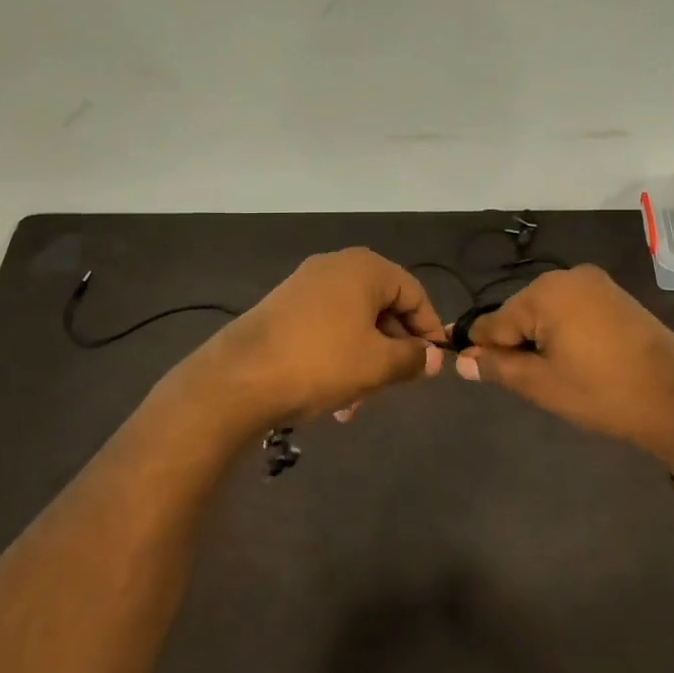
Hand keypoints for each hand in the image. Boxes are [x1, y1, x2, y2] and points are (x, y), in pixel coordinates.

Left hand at [190, 248, 446, 430]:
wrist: (239, 378)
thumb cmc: (321, 363)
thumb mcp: (378, 365)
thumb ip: (413, 358)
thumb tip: (433, 358)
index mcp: (364, 268)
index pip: (414, 293)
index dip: (429, 329)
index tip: (434, 363)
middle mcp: (335, 266)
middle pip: (382, 307)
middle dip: (393, 350)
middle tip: (398, 385)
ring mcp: (304, 285)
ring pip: (353, 323)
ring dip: (365, 361)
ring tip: (357, 405)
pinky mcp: (282, 308)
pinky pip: (326, 328)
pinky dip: (338, 357)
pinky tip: (333, 395)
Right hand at [455, 265, 673, 464]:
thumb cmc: (602, 392)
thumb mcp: (541, 384)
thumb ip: (497, 367)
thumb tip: (462, 360)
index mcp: (545, 292)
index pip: (494, 321)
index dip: (479, 347)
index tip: (465, 368)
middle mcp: (568, 277)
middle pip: (520, 313)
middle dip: (516, 344)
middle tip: (528, 383)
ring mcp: (596, 284)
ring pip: (547, 313)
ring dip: (540, 341)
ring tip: (555, 377)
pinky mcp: (616, 297)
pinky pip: (573, 311)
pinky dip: (564, 334)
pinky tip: (576, 362)